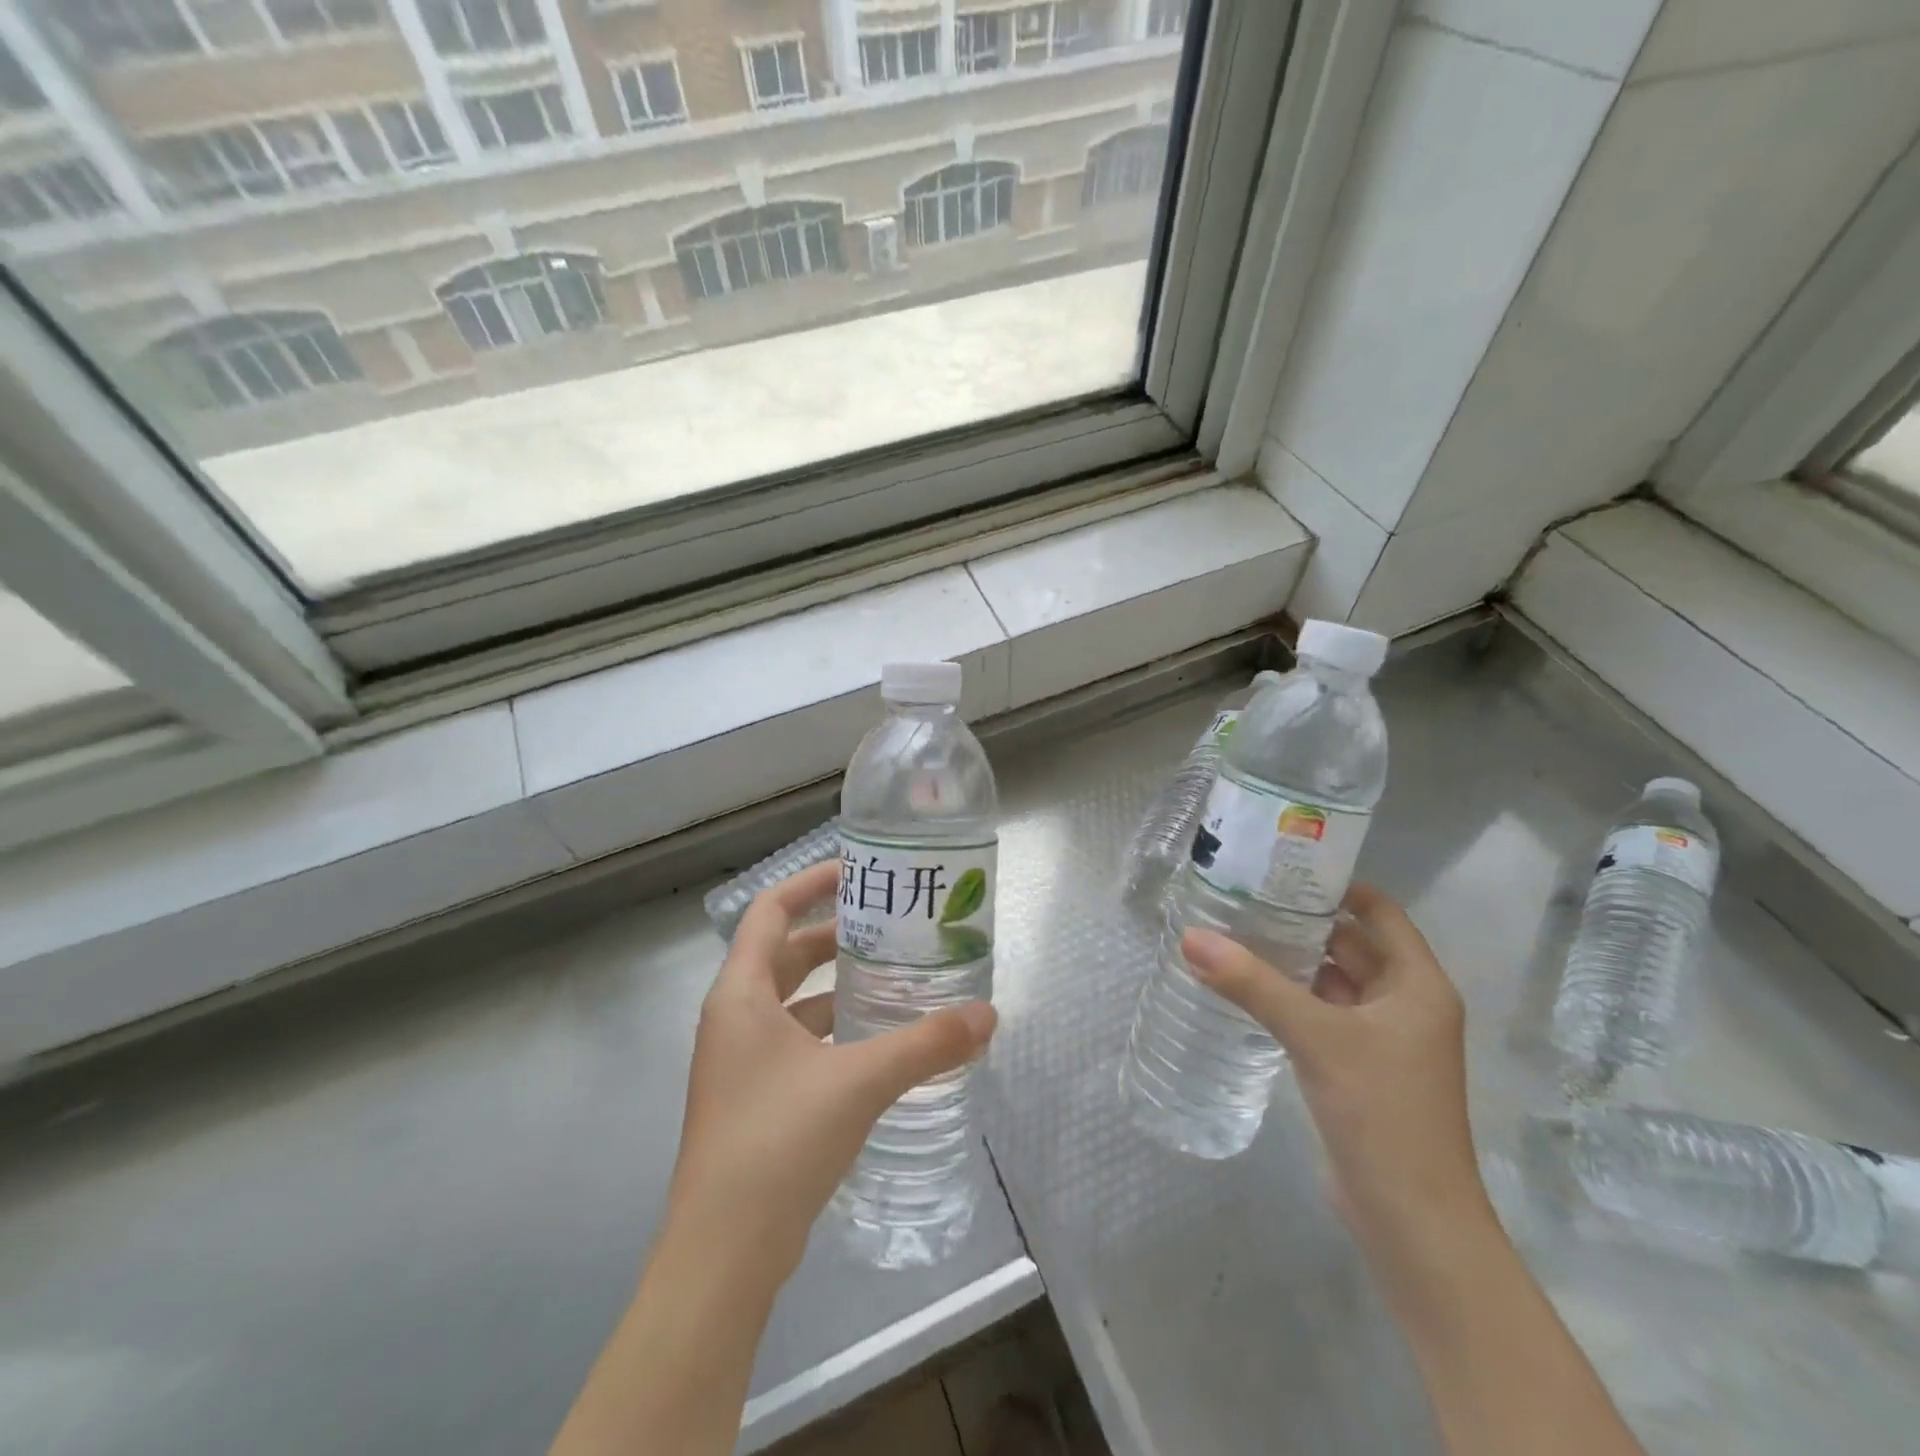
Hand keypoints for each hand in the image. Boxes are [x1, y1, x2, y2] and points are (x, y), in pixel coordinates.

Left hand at [664, 860, 996, 1285]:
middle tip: (889, 929)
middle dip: (834, 936)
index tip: (857, 873)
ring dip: (835, 987)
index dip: (810, 884)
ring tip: (891, 979)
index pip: (770, 912)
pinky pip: (795, 1042)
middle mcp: (733, 1019)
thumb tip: (987, 1015)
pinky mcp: (753, 1100)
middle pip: (785, 954)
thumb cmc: (778, 1142)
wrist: (722, 1256)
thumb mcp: (859, 1082)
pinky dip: (831, 1030)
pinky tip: (874, 1045)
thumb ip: (925, 1044)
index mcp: (740, 995)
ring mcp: (739, 1063)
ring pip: (791, 1002)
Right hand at [1182, 884, 1486, 1253]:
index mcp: (1417, 984)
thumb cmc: (1381, 1113)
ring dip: (1292, 961)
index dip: (1336, 885)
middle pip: (1351, 944)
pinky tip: (1247, 987)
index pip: (1378, 912)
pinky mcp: (1359, 1067)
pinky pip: (1322, 1014)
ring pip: (1333, 981)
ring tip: (1235, 932)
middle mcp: (1405, 1004)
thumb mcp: (1315, 1037)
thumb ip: (1252, 984)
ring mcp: (1382, 1039)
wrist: (1412, 1222)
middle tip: (1243, 896)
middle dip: (1302, 920)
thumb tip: (1191, 937)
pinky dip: (1291, 997)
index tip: (1282, 866)